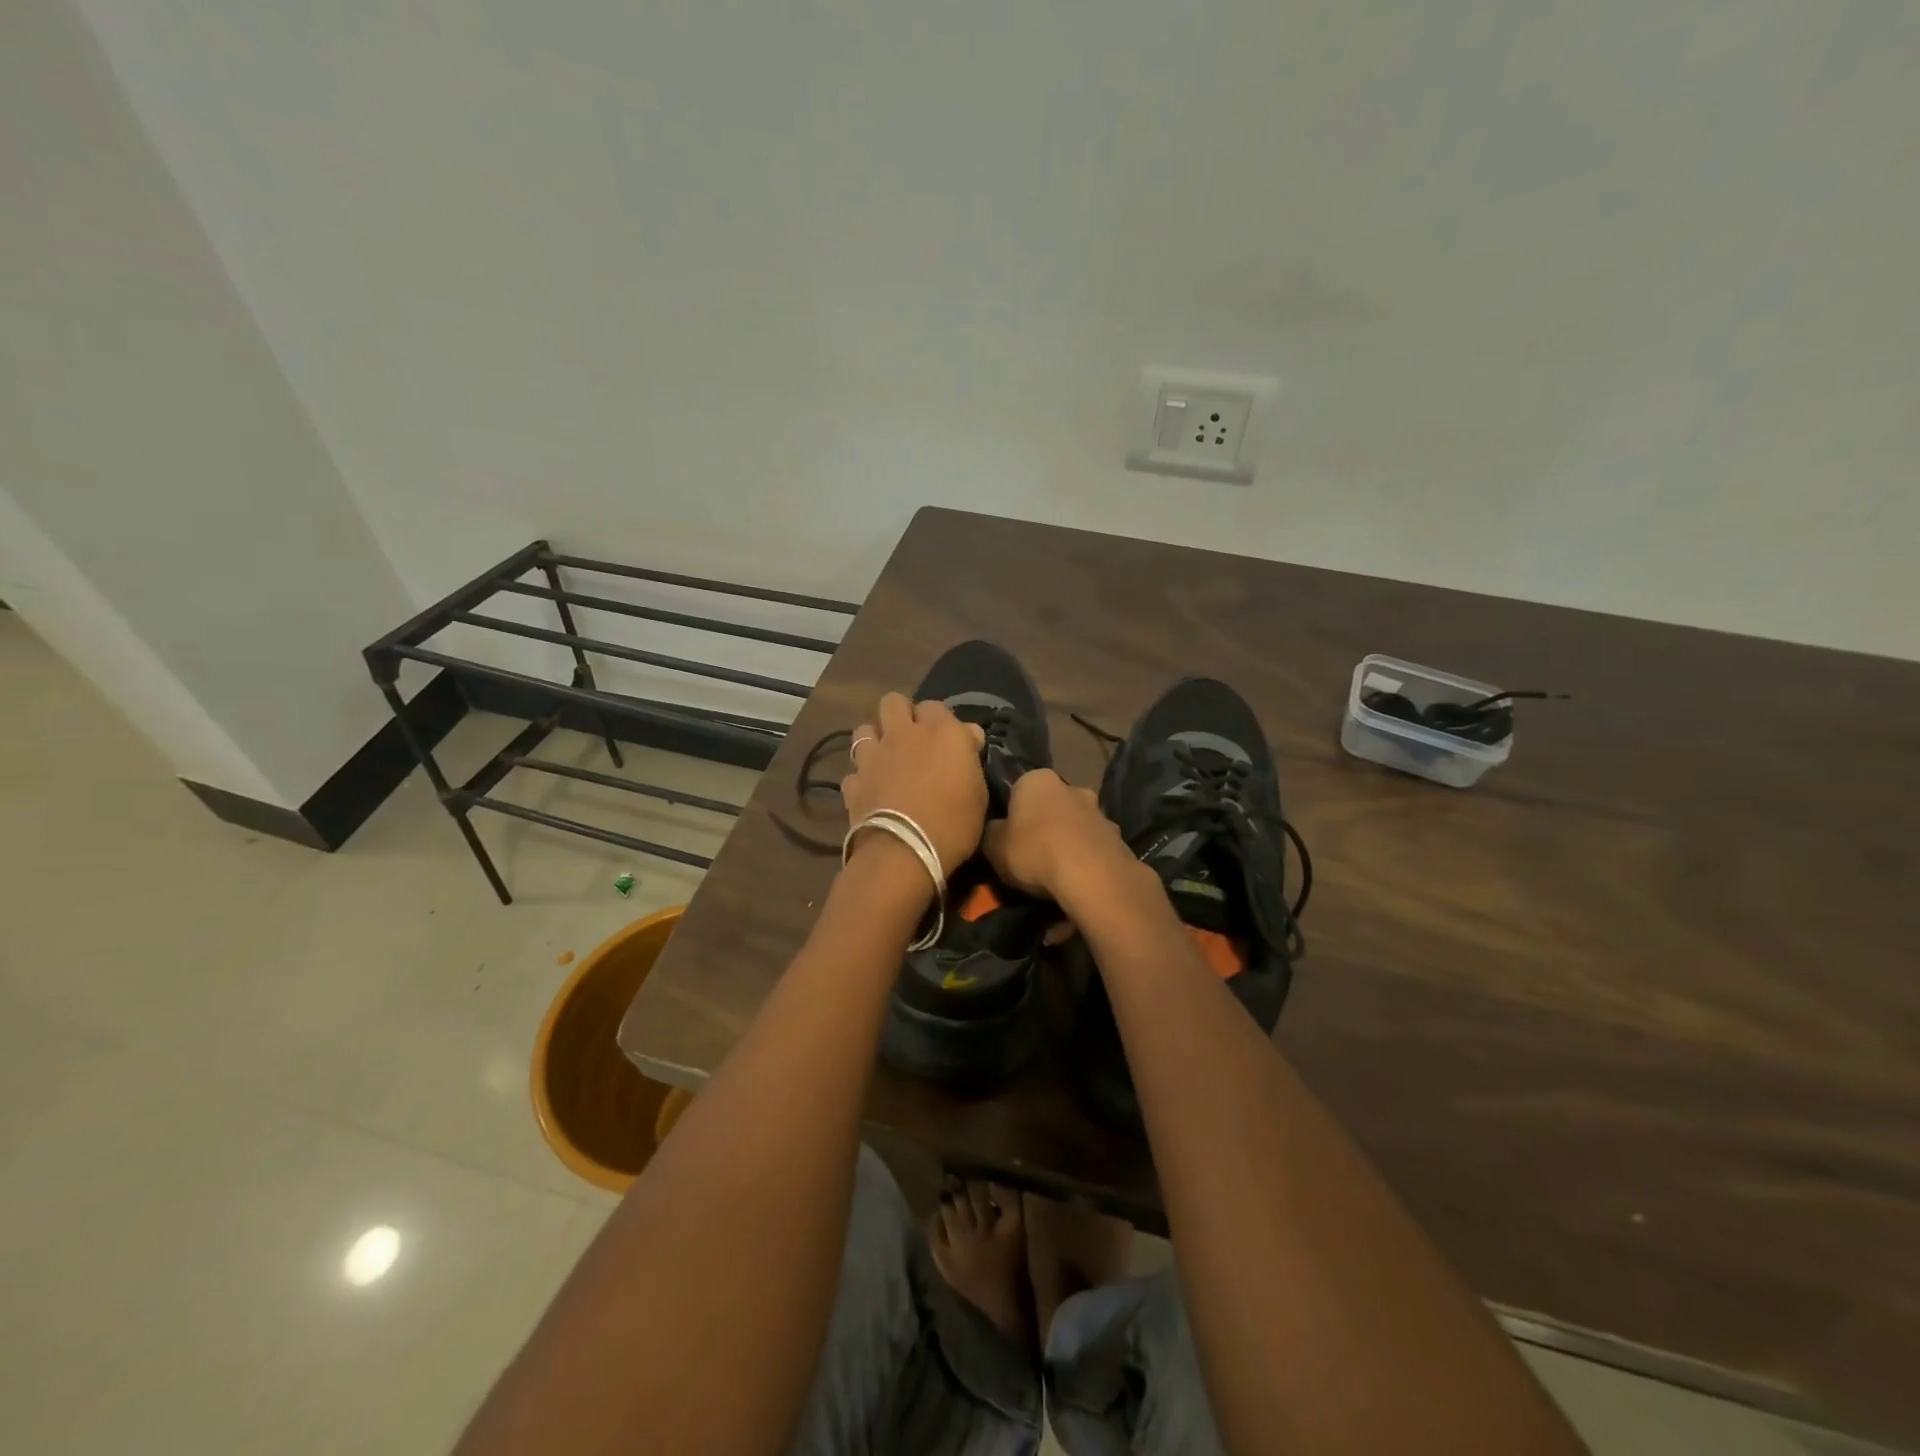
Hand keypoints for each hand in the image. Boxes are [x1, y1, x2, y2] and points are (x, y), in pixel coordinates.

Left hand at [843, 694, 988, 873]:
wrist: (905, 852)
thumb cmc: (954, 823)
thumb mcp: (978, 792)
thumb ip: (969, 758)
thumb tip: (968, 734)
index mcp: (941, 732)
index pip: (935, 706)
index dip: (938, 720)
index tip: (946, 740)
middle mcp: (903, 734)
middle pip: (893, 702)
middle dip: (901, 714)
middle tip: (911, 738)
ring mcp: (873, 756)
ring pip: (864, 728)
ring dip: (874, 739)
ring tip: (884, 759)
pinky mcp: (853, 781)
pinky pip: (854, 770)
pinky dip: (862, 778)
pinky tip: (871, 791)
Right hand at [982, 769, 1135, 901]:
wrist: (1092, 876)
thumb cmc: (1034, 851)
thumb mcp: (993, 845)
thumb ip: (991, 833)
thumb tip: (995, 831)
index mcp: (1037, 780)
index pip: (1018, 790)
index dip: (1010, 815)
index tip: (1005, 839)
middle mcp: (1072, 787)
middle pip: (1050, 808)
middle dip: (1042, 828)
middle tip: (1029, 858)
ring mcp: (1099, 813)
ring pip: (1074, 829)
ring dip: (1066, 847)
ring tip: (1054, 880)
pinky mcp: (1119, 839)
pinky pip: (1092, 852)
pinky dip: (1085, 865)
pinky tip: (1076, 889)